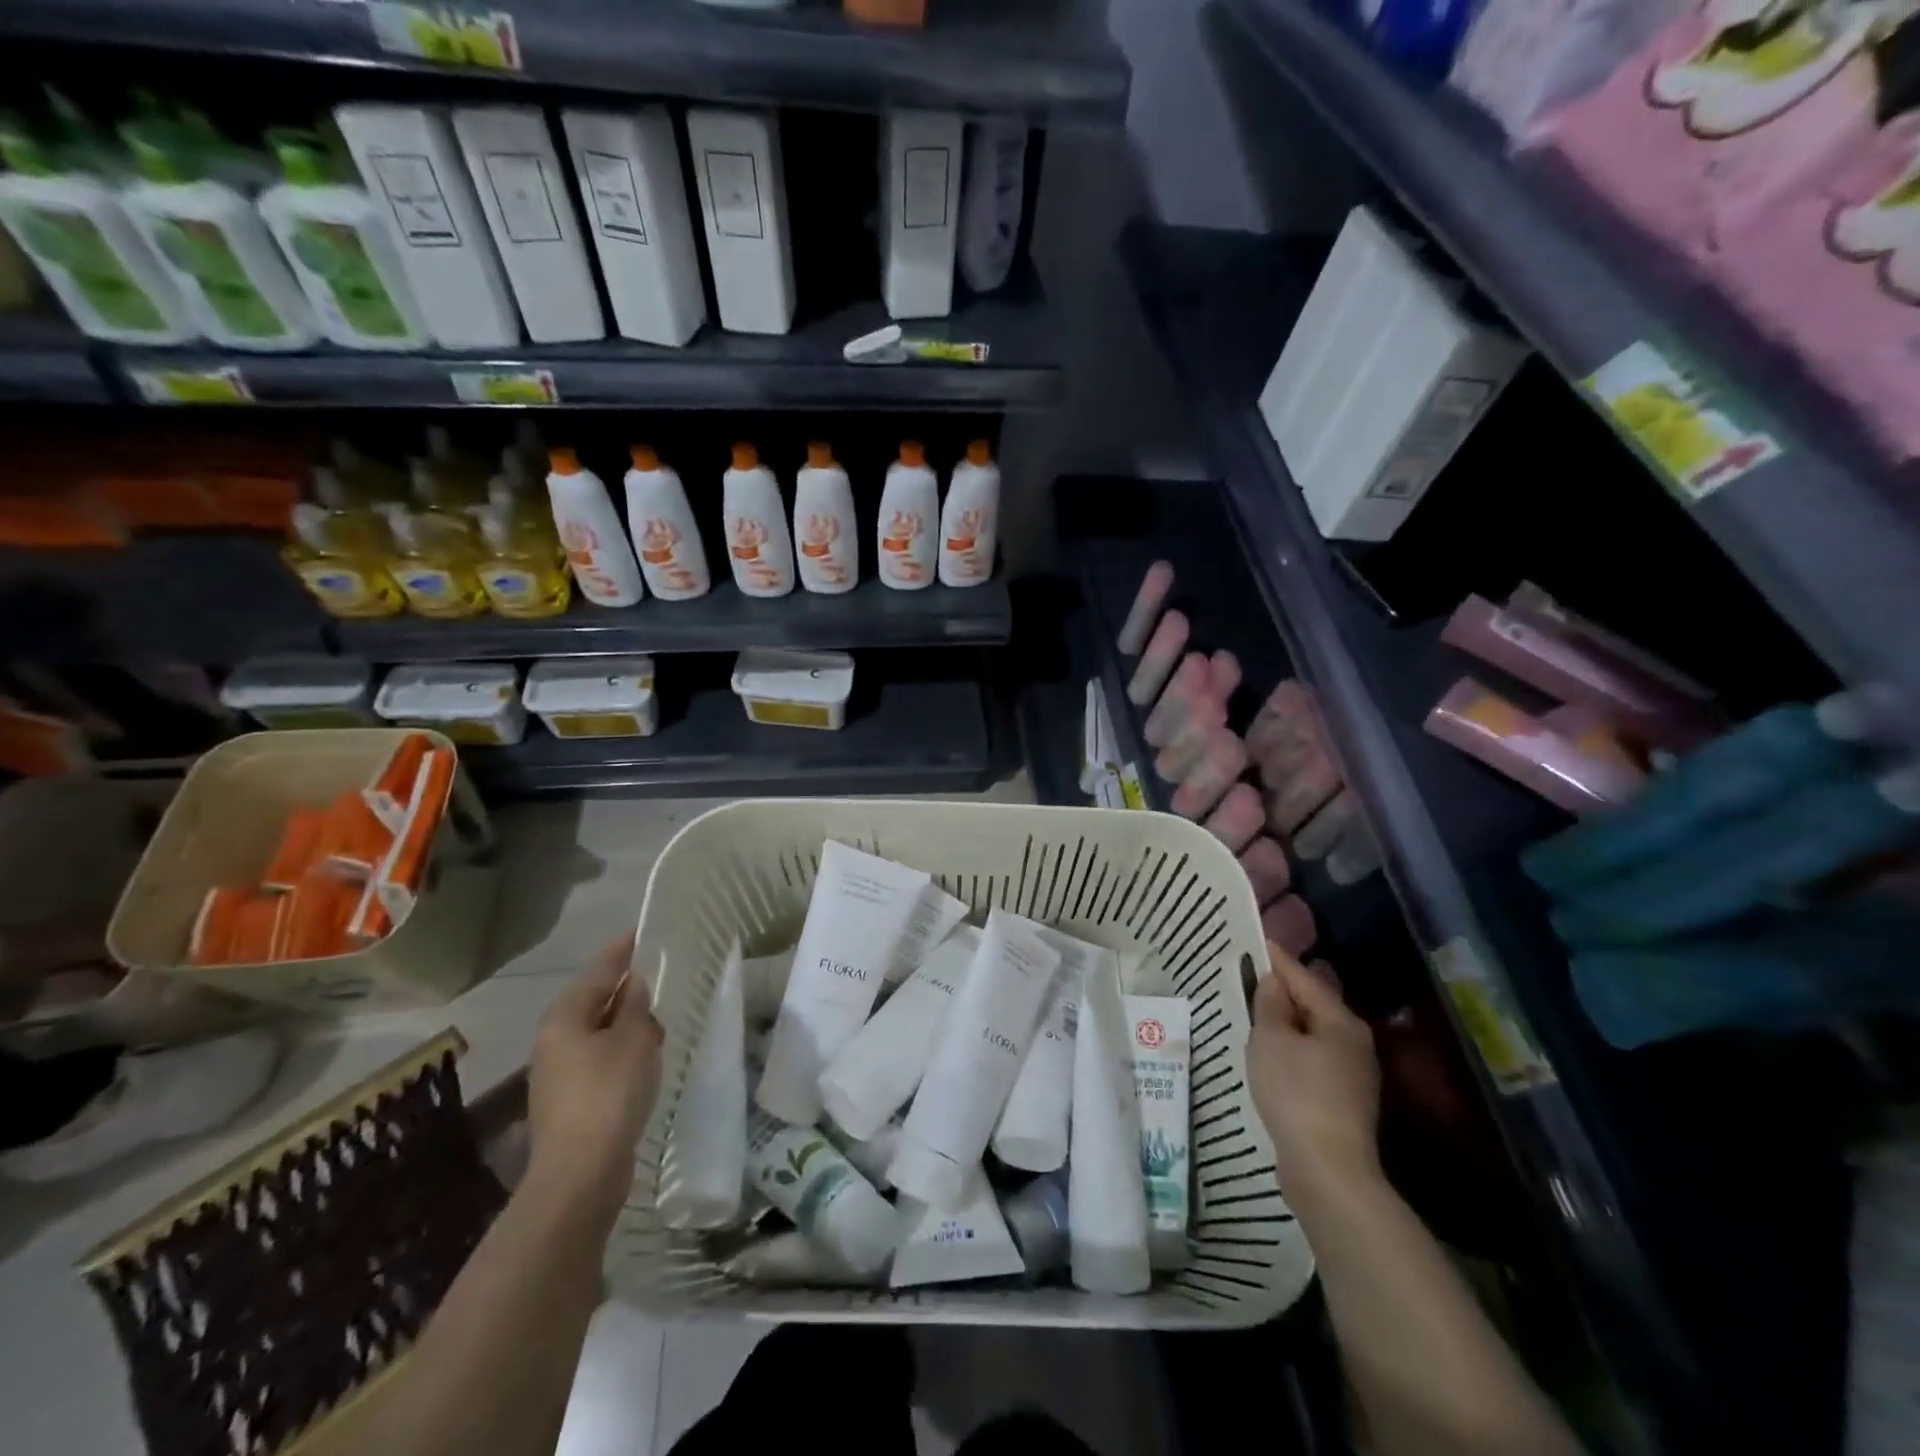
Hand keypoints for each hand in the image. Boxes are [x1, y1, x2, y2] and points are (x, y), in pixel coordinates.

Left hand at [526, 937, 663, 1233]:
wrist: (580, 1174)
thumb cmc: (609, 1093)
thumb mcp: (635, 1040)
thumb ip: (636, 1007)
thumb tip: (633, 987)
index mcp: (564, 1018)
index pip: (598, 972)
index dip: (620, 952)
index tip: (637, 933)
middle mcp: (552, 1041)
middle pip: (592, 1003)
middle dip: (623, 991)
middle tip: (654, 979)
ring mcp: (556, 1074)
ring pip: (595, 1033)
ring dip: (624, 1025)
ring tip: (656, 1023)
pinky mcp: (568, 1102)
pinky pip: (598, 1060)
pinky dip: (620, 1052)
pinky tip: (642, 1061)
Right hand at [1249, 943, 1382, 1201]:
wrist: (1328, 1170)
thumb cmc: (1297, 1093)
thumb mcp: (1272, 1040)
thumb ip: (1270, 1005)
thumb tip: (1274, 981)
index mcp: (1341, 1021)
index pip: (1303, 977)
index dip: (1277, 958)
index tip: (1256, 939)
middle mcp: (1354, 1042)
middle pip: (1314, 1004)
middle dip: (1284, 989)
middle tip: (1252, 974)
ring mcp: (1353, 1074)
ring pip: (1313, 1033)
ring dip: (1287, 1021)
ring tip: (1255, 1010)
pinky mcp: (1343, 1101)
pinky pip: (1312, 1059)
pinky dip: (1292, 1048)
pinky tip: (1271, 1053)